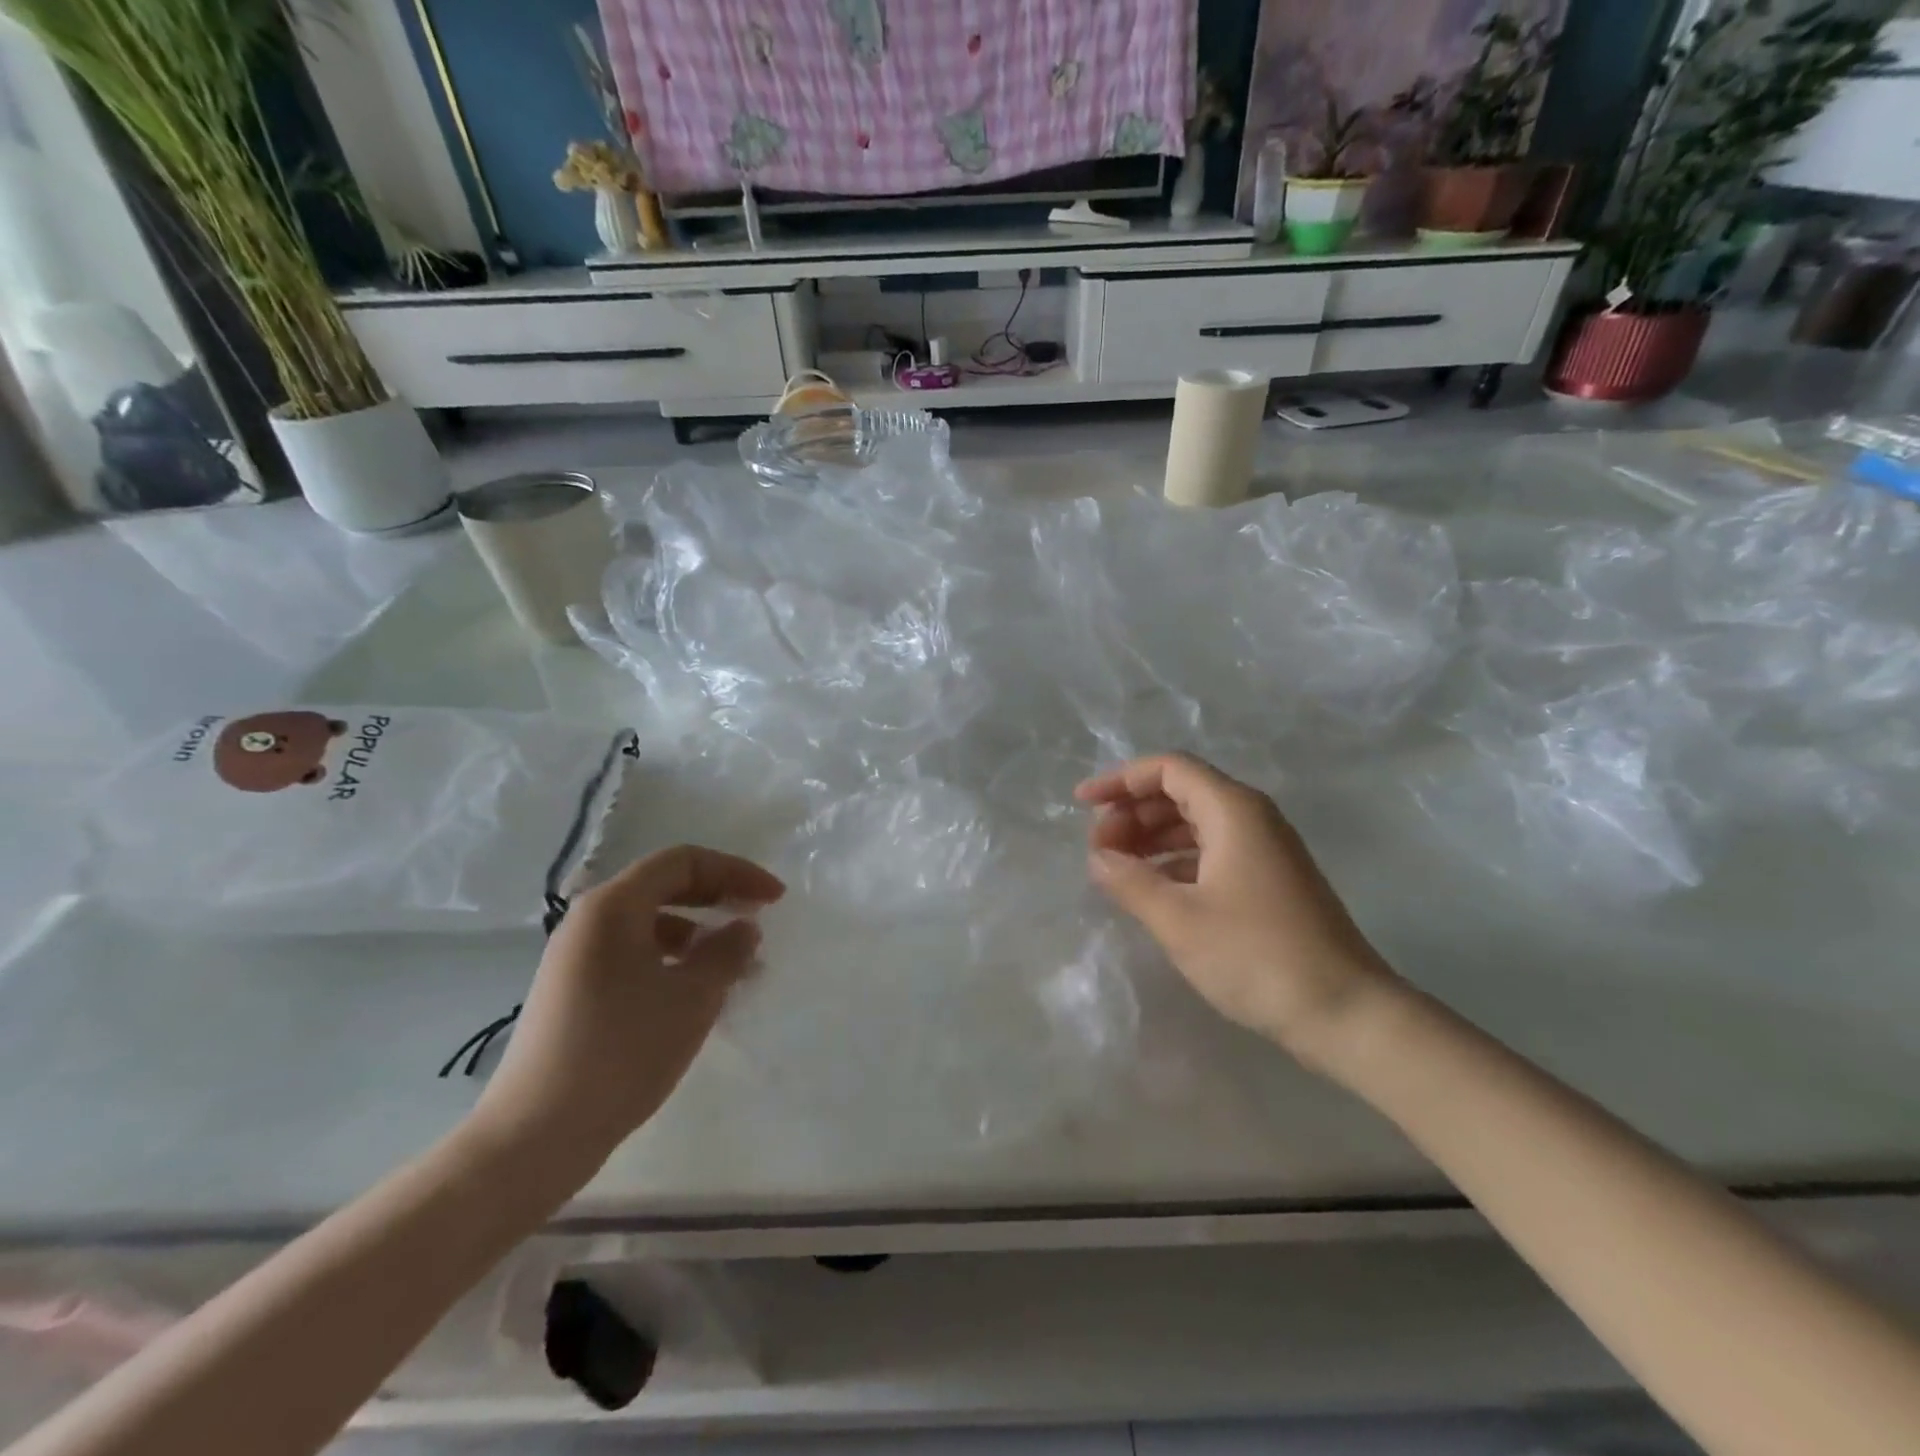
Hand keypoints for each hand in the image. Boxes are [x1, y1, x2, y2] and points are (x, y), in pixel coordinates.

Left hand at [470, 846, 785, 1165]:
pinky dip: (673, 959)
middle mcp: (590, 920)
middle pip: (664, 886)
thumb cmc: (623, 1051)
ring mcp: (577, 957)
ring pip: (650, 923)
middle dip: (718, 896)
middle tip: (758, 919)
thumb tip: (744, 927)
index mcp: (613, 906)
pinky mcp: (574, 991)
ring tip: (736, 965)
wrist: (537, 1135)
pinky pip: (634, 954)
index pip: (683, 861)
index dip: (735, 871)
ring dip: (699, 932)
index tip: (774, 900)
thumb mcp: (692, 997)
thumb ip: (727, 951)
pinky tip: (696, 992)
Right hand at [1076, 754, 1395, 1063]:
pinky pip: (1212, 851)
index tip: (1082, 805)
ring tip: (1116, 868)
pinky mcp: (1269, 880)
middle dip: (1133, 813)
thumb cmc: (1256, 956)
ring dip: (1151, 838)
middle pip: (1180, 792)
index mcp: (1233, 810)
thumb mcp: (1178, 919)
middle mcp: (1251, 818)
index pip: (1168, 769)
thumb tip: (1098, 858)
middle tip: (1098, 849)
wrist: (1345, 1012)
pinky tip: (1152, 889)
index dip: (1120, 780)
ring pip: (1195, 823)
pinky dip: (1175, 861)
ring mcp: (1264, 849)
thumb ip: (1130, 881)